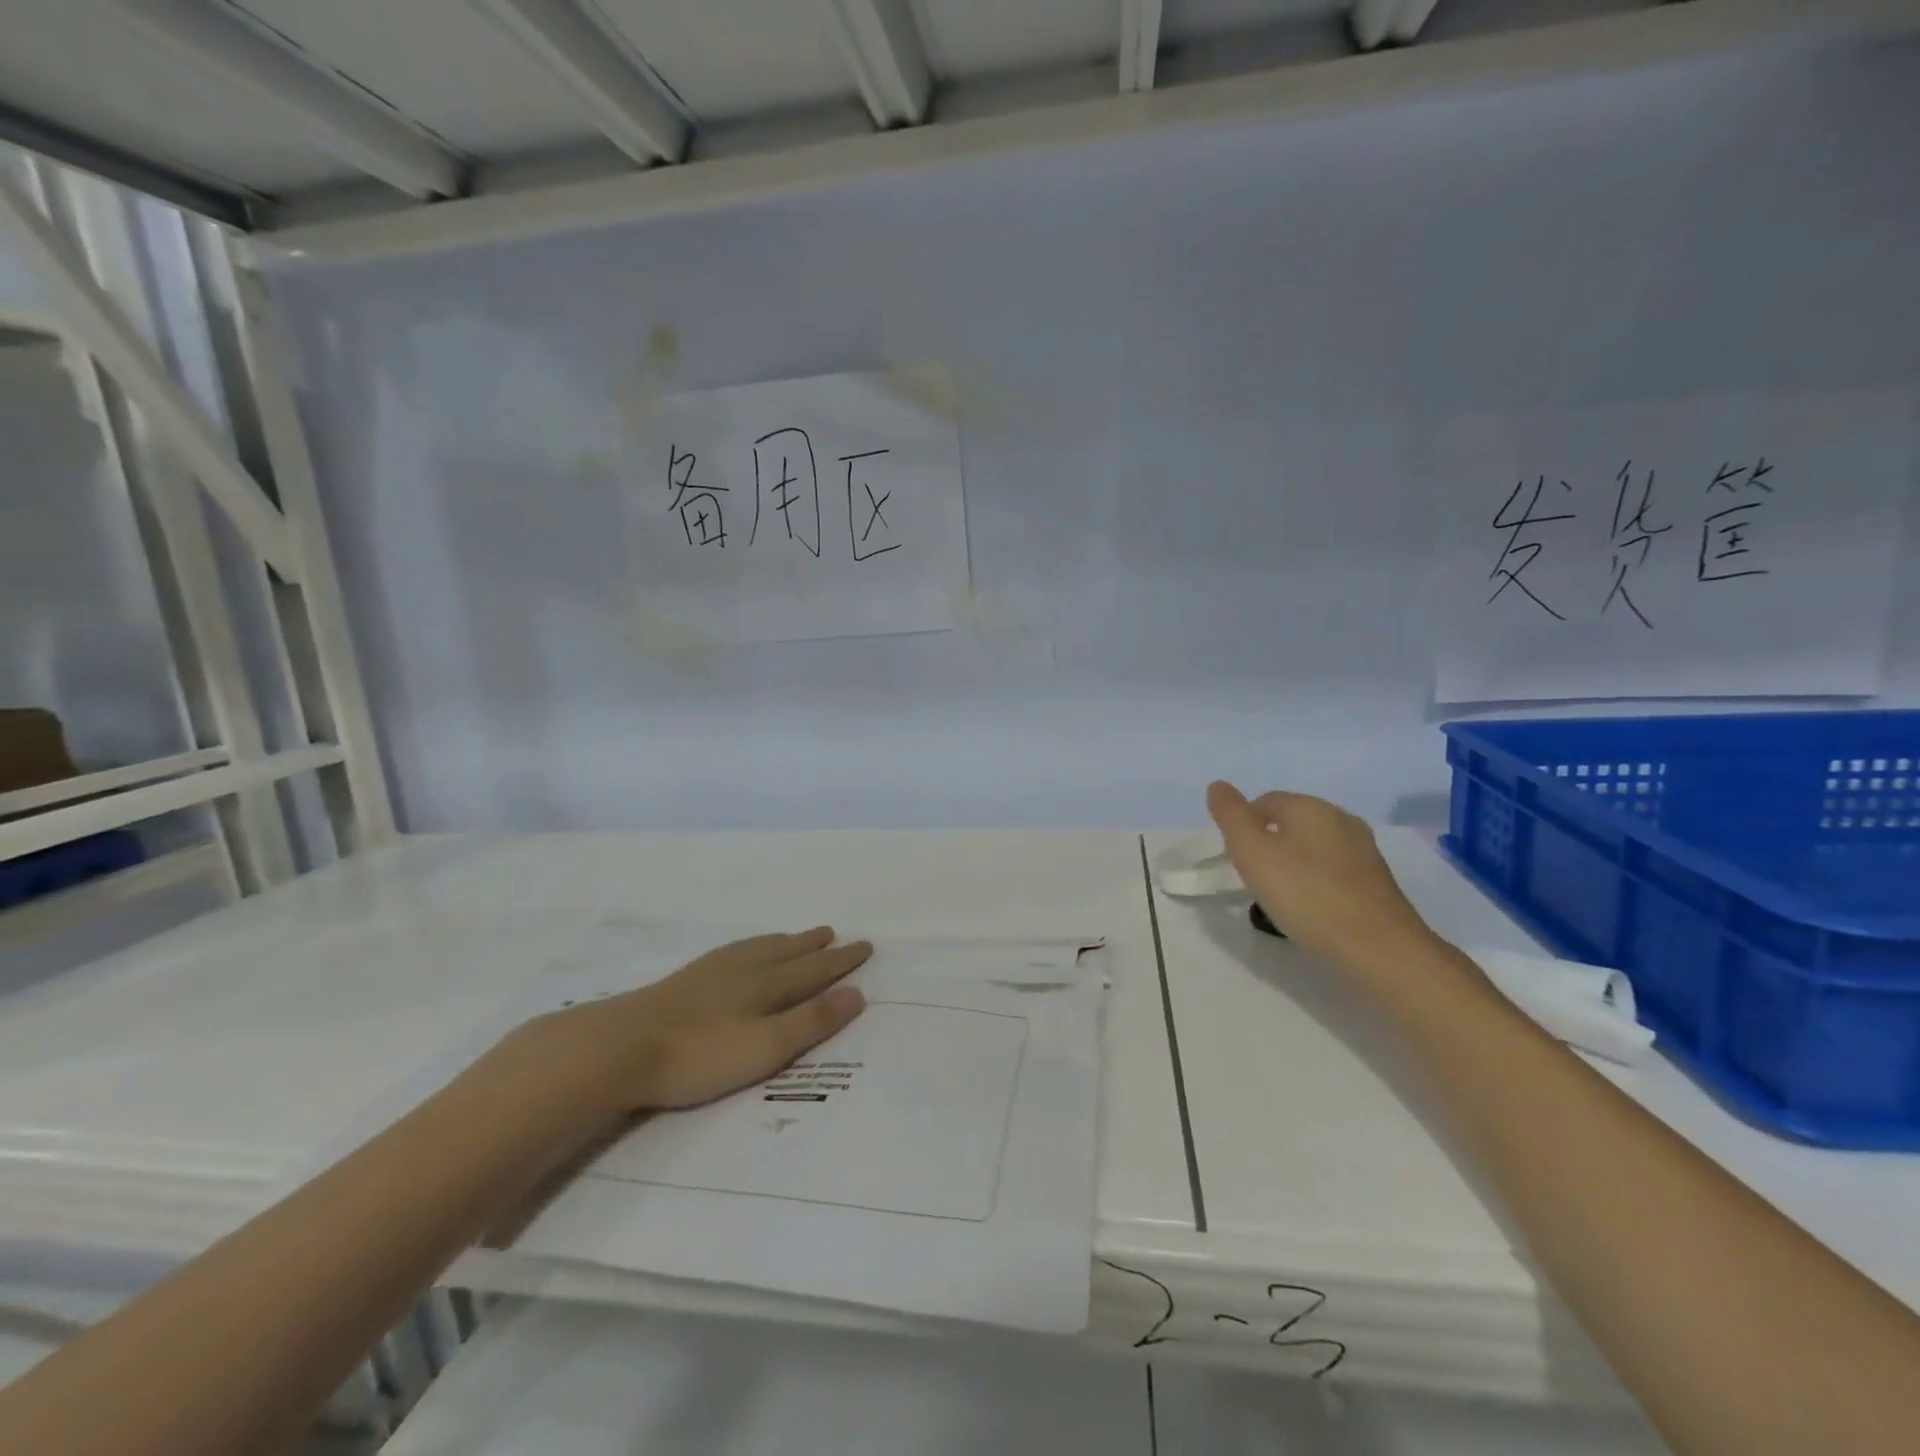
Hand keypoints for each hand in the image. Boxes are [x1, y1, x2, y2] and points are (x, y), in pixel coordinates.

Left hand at [519, 928, 870, 1114]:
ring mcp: (712, 972)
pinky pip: (733, 952)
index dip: (840, 961)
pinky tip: (740, 953)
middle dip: (815, 947)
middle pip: (788, 954)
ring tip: (798, 937)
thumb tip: (858, 993)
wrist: (618, 1047)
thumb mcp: (765, 1048)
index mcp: (767, 987)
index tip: (865, 946)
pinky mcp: (685, 980)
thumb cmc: (698, 1055)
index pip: (813, 971)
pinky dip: (751, 946)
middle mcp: (744, 970)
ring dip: (784, 942)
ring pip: (759, 949)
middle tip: (835, 933)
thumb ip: (811, 1022)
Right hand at [1206, 781, 1440, 971]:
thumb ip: (1231, 816)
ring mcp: (1364, 852)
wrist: (1379, 950)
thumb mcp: (1252, 853)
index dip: (1243, 825)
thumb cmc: (1306, 895)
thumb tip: (1218, 785)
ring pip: (1314, 848)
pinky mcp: (1378, 883)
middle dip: (1268, 843)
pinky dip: (1316, 883)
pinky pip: (1334, 872)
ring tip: (1279, 897)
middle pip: (1292, 823)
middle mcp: (1341, 820)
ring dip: (1293, 864)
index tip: (1234, 857)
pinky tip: (1310, 909)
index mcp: (1310, 807)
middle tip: (1252, 877)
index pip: (1266, 801)